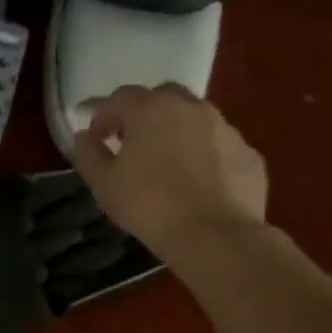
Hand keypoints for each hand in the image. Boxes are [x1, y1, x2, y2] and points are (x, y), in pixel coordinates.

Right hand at [70, 84, 268, 264]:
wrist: (215, 234)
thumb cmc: (148, 204)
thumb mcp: (103, 182)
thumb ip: (88, 153)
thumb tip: (83, 137)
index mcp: (151, 109)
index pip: (118, 99)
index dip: (101, 115)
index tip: (93, 136)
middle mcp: (191, 107)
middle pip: (161, 97)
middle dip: (142, 113)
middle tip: (131, 141)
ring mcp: (225, 128)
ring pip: (193, 119)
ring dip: (175, 131)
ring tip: (165, 161)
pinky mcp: (248, 153)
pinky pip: (217, 146)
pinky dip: (203, 154)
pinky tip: (196, 180)